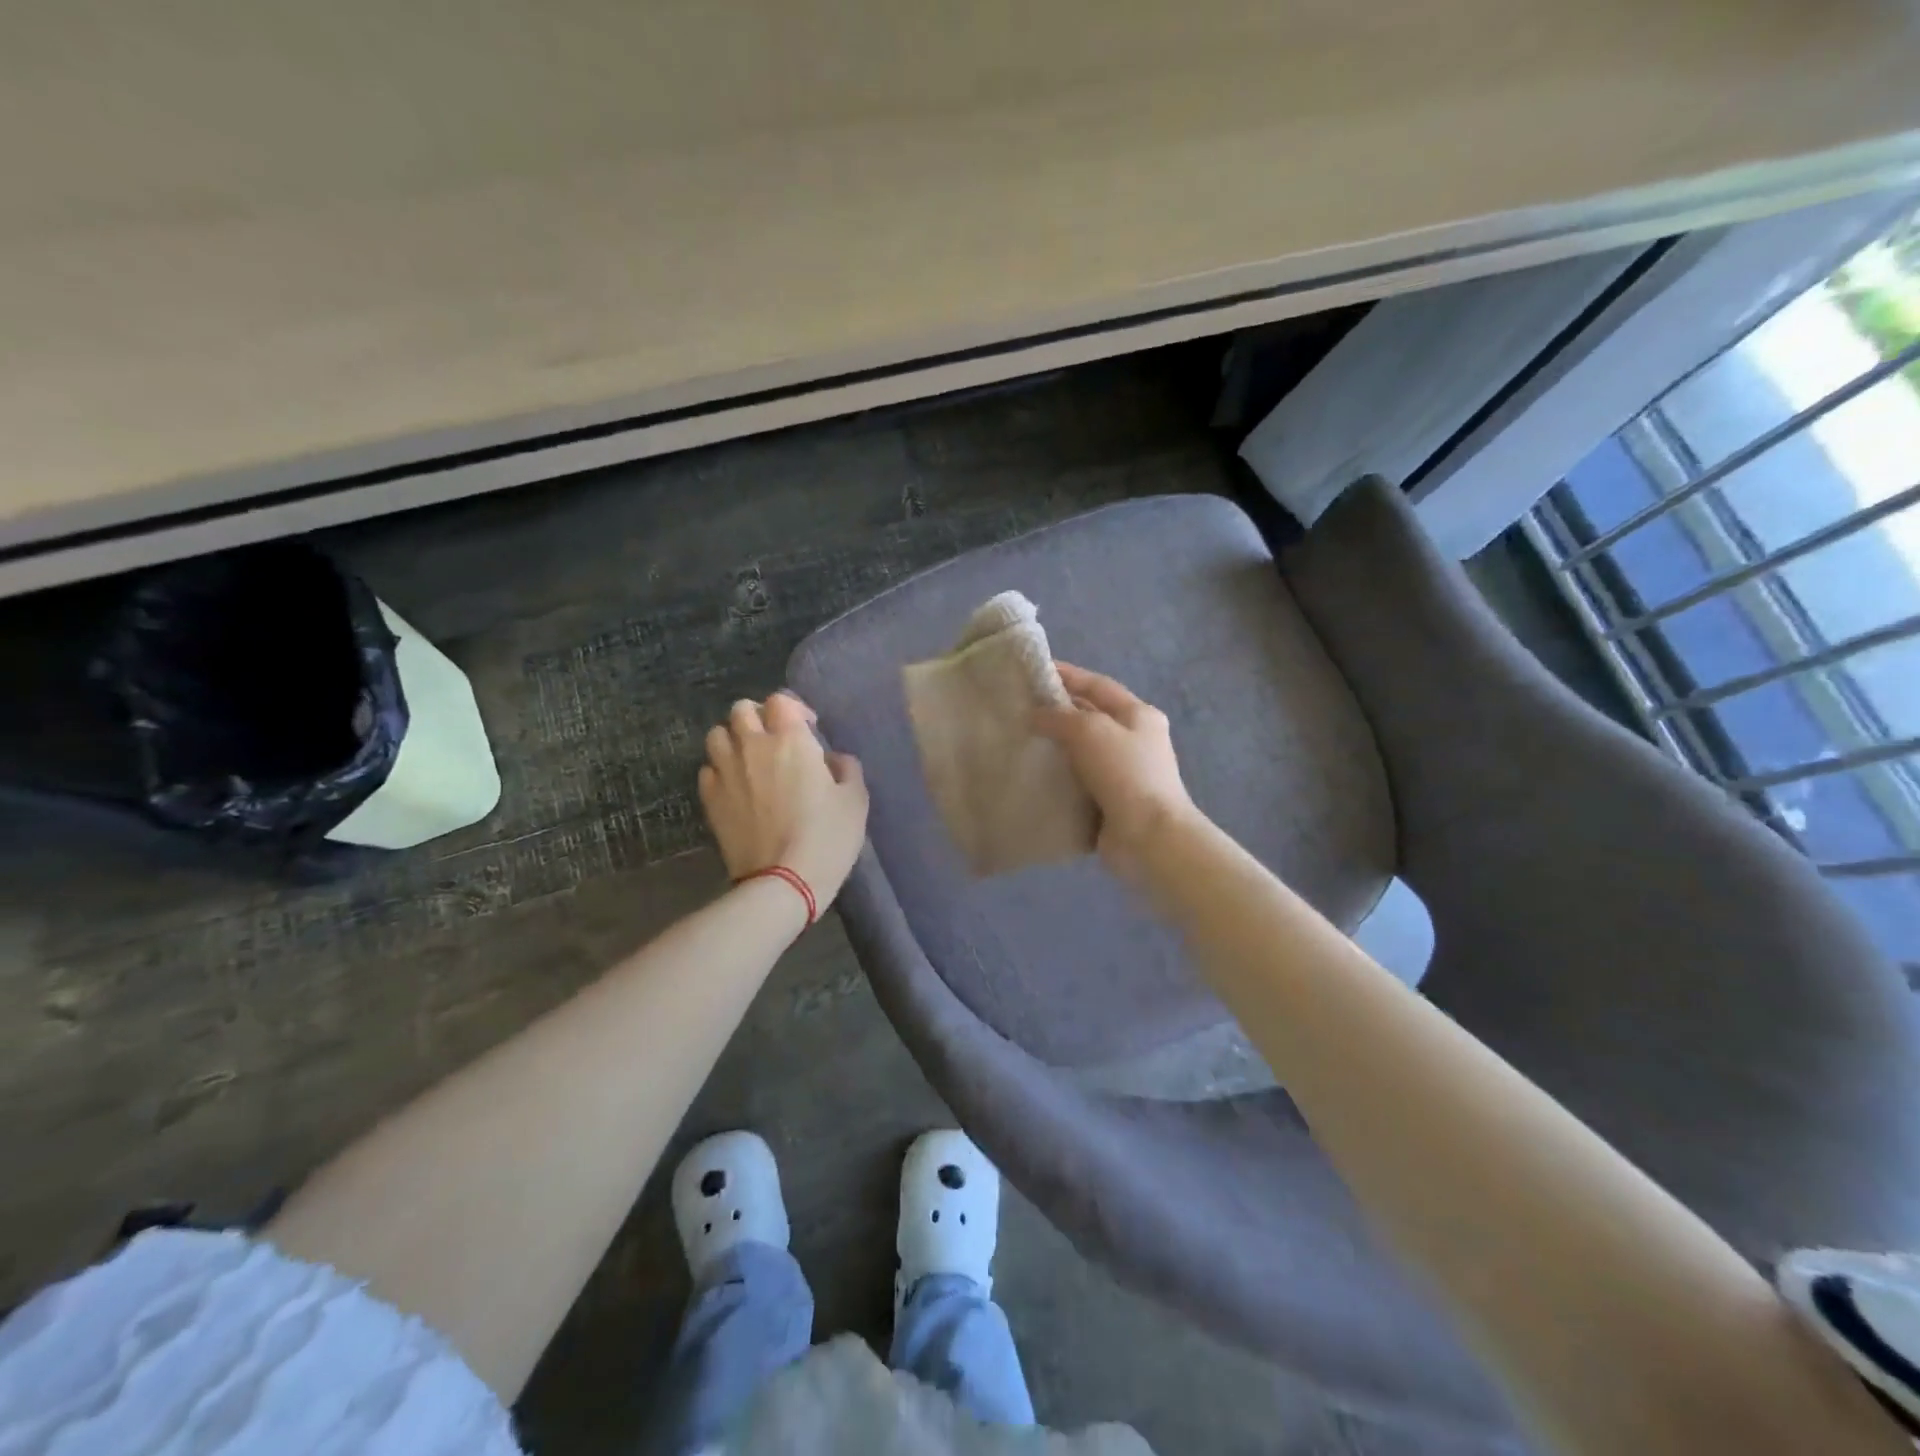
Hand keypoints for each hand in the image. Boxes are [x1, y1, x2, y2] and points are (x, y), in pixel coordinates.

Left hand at [698, 692, 868, 911]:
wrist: (782, 882)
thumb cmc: (827, 838)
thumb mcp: (856, 801)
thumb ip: (847, 769)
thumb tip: (833, 759)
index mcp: (791, 741)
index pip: (780, 700)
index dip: (794, 708)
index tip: (808, 728)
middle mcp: (753, 746)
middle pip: (741, 710)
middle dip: (758, 717)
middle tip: (774, 740)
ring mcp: (726, 772)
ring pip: (717, 735)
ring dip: (732, 740)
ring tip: (749, 760)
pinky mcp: (709, 799)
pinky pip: (707, 769)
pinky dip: (720, 770)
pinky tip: (736, 787)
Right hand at [1034, 662, 1198, 879]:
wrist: (1149, 837)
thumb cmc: (1125, 773)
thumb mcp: (1090, 731)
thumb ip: (1060, 717)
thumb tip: (1036, 715)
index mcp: (1138, 715)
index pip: (1098, 685)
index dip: (1067, 675)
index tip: (1034, 671)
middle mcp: (1134, 740)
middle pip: (1091, 717)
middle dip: (1058, 710)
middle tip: (1020, 708)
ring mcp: (1124, 773)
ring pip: (1083, 751)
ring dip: (1055, 746)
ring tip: (1020, 740)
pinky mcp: (1111, 802)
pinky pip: (1080, 781)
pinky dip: (1059, 776)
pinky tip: (1033, 775)